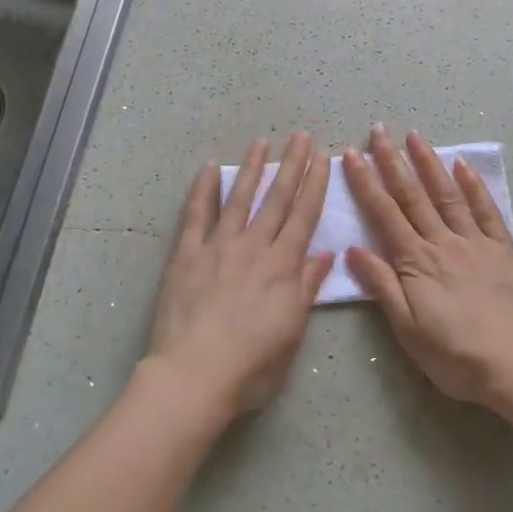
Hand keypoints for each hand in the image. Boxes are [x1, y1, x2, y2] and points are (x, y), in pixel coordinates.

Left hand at [142, 131, 334, 423]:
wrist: (194, 375)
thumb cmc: (251, 365)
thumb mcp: (292, 332)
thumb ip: (307, 289)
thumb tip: (326, 255)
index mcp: (282, 267)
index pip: (304, 217)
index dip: (316, 185)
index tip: (324, 158)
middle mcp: (253, 248)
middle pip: (277, 199)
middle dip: (293, 165)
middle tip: (302, 136)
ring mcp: (217, 247)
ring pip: (239, 199)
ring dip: (252, 168)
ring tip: (262, 142)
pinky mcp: (186, 255)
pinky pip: (195, 216)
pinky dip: (202, 191)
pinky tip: (209, 169)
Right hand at [343, 125, 512, 416]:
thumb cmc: (455, 355)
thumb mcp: (407, 330)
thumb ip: (382, 286)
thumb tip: (354, 249)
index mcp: (416, 262)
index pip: (384, 214)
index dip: (366, 183)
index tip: (351, 155)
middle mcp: (443, 243)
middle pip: (413, 196)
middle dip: (393, 161)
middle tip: (379, 130)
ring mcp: (476, 243)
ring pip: (447, 195)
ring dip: (430, 163)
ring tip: (415, 136)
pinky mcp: (503, 250)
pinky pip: (487, 211)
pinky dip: (474, 186)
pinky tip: (463, 166)